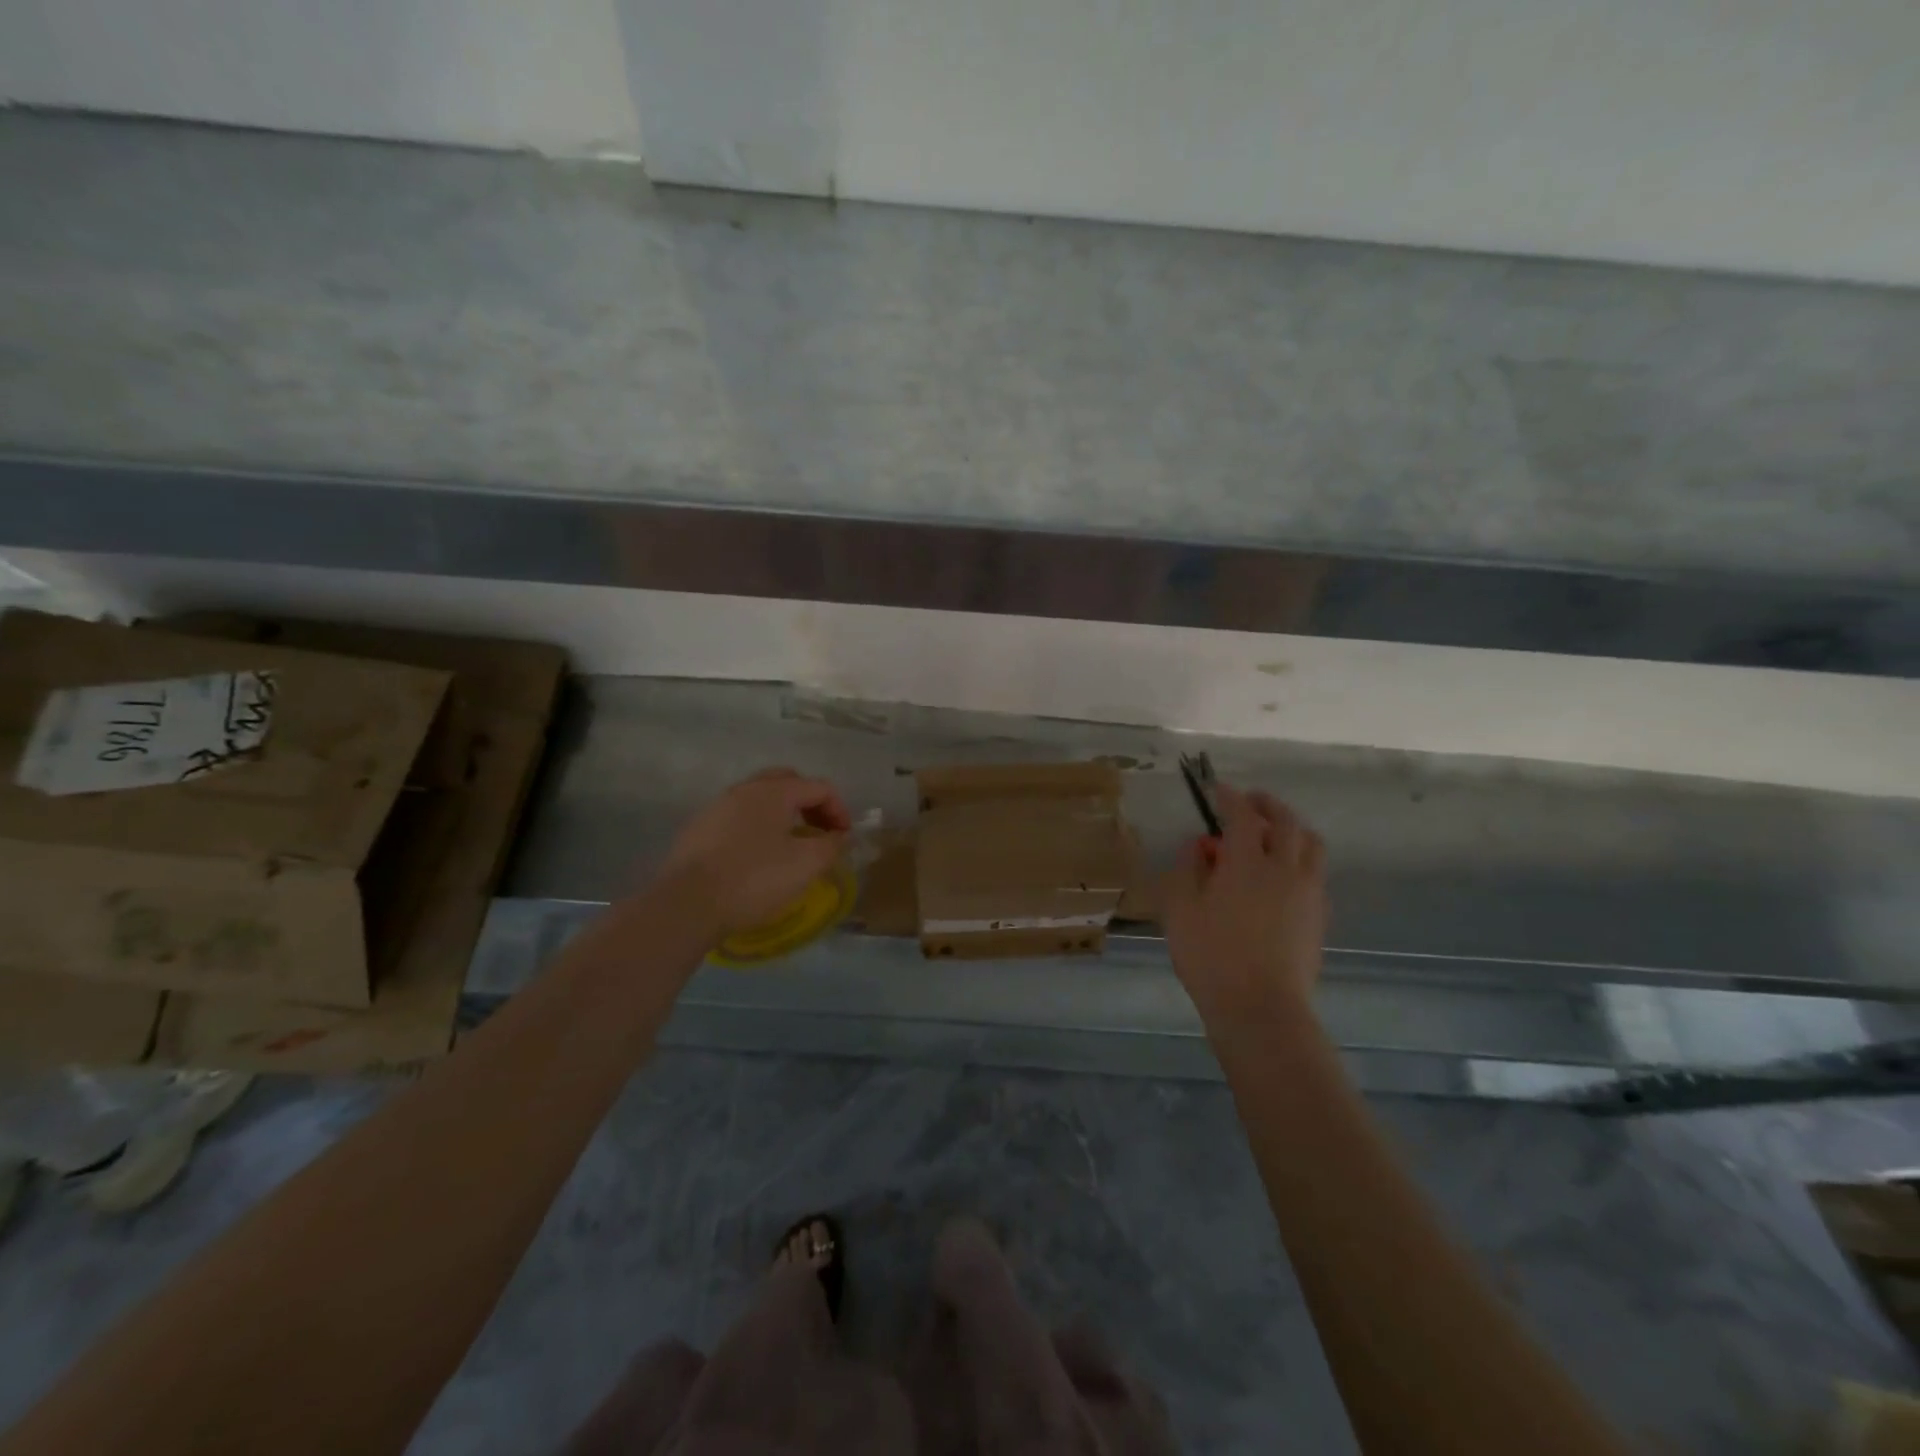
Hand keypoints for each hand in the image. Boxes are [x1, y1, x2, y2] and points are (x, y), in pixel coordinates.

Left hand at [657, 769, 851, 940]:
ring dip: (783, 815)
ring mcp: (718, 807)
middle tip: (820, 832)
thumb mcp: (806, 864)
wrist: (687, 904)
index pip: (818, 787)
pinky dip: (758, 827)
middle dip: (810, 804)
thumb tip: (840, 837)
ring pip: (760, 799)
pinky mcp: (699, 829)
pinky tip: (758, 857)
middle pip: (787, 783)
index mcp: (774, 791)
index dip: (839, 810)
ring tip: (791, 845)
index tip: (843, 839)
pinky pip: (739, 817)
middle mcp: (745, 789)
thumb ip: (832, 846)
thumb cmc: (754, 879)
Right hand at [1162, 784, 1327, 1026]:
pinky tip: (1285, 875)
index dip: (1230, 798)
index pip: (1242, 815)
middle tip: (1250, 802)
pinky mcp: (1319, 917)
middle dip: (1267, 805)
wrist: (1261, 1009)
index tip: (1217, 789)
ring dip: (1293, 829)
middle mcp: (1284, 868)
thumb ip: (1186, 869)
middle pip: (1286, 822)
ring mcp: (1308, 893)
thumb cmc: (1211, 956)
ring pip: (1311, 845)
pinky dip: (1301, 859)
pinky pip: (1316, 873)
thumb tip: (1199, 846)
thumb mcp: (1179, 909)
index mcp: (1246, 862)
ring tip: (1274, 833)